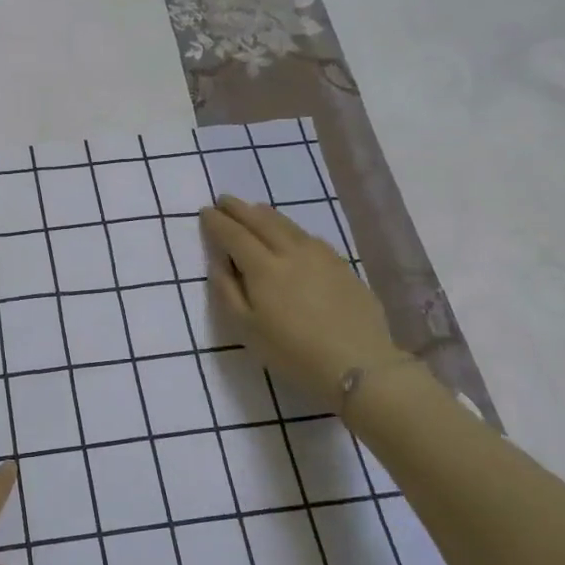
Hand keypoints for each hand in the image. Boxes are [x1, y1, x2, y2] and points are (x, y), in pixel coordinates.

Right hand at [200, 196, 401, 392]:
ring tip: (254, 209)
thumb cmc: (292, 352)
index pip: (235, 235)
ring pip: (288, 225)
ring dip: (266, 214)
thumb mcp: (247, 329)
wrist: (359, 365)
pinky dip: (291, 228)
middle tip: (224, 199)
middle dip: (240, 209)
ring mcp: (321, 256)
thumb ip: (228, 292)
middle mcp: (291, 252)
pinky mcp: (342, 266)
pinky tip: (291, 234)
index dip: (218, 222)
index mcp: (264, 268)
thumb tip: (218, 262)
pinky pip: (309, 237)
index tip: (205, 211)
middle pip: (262, 222)